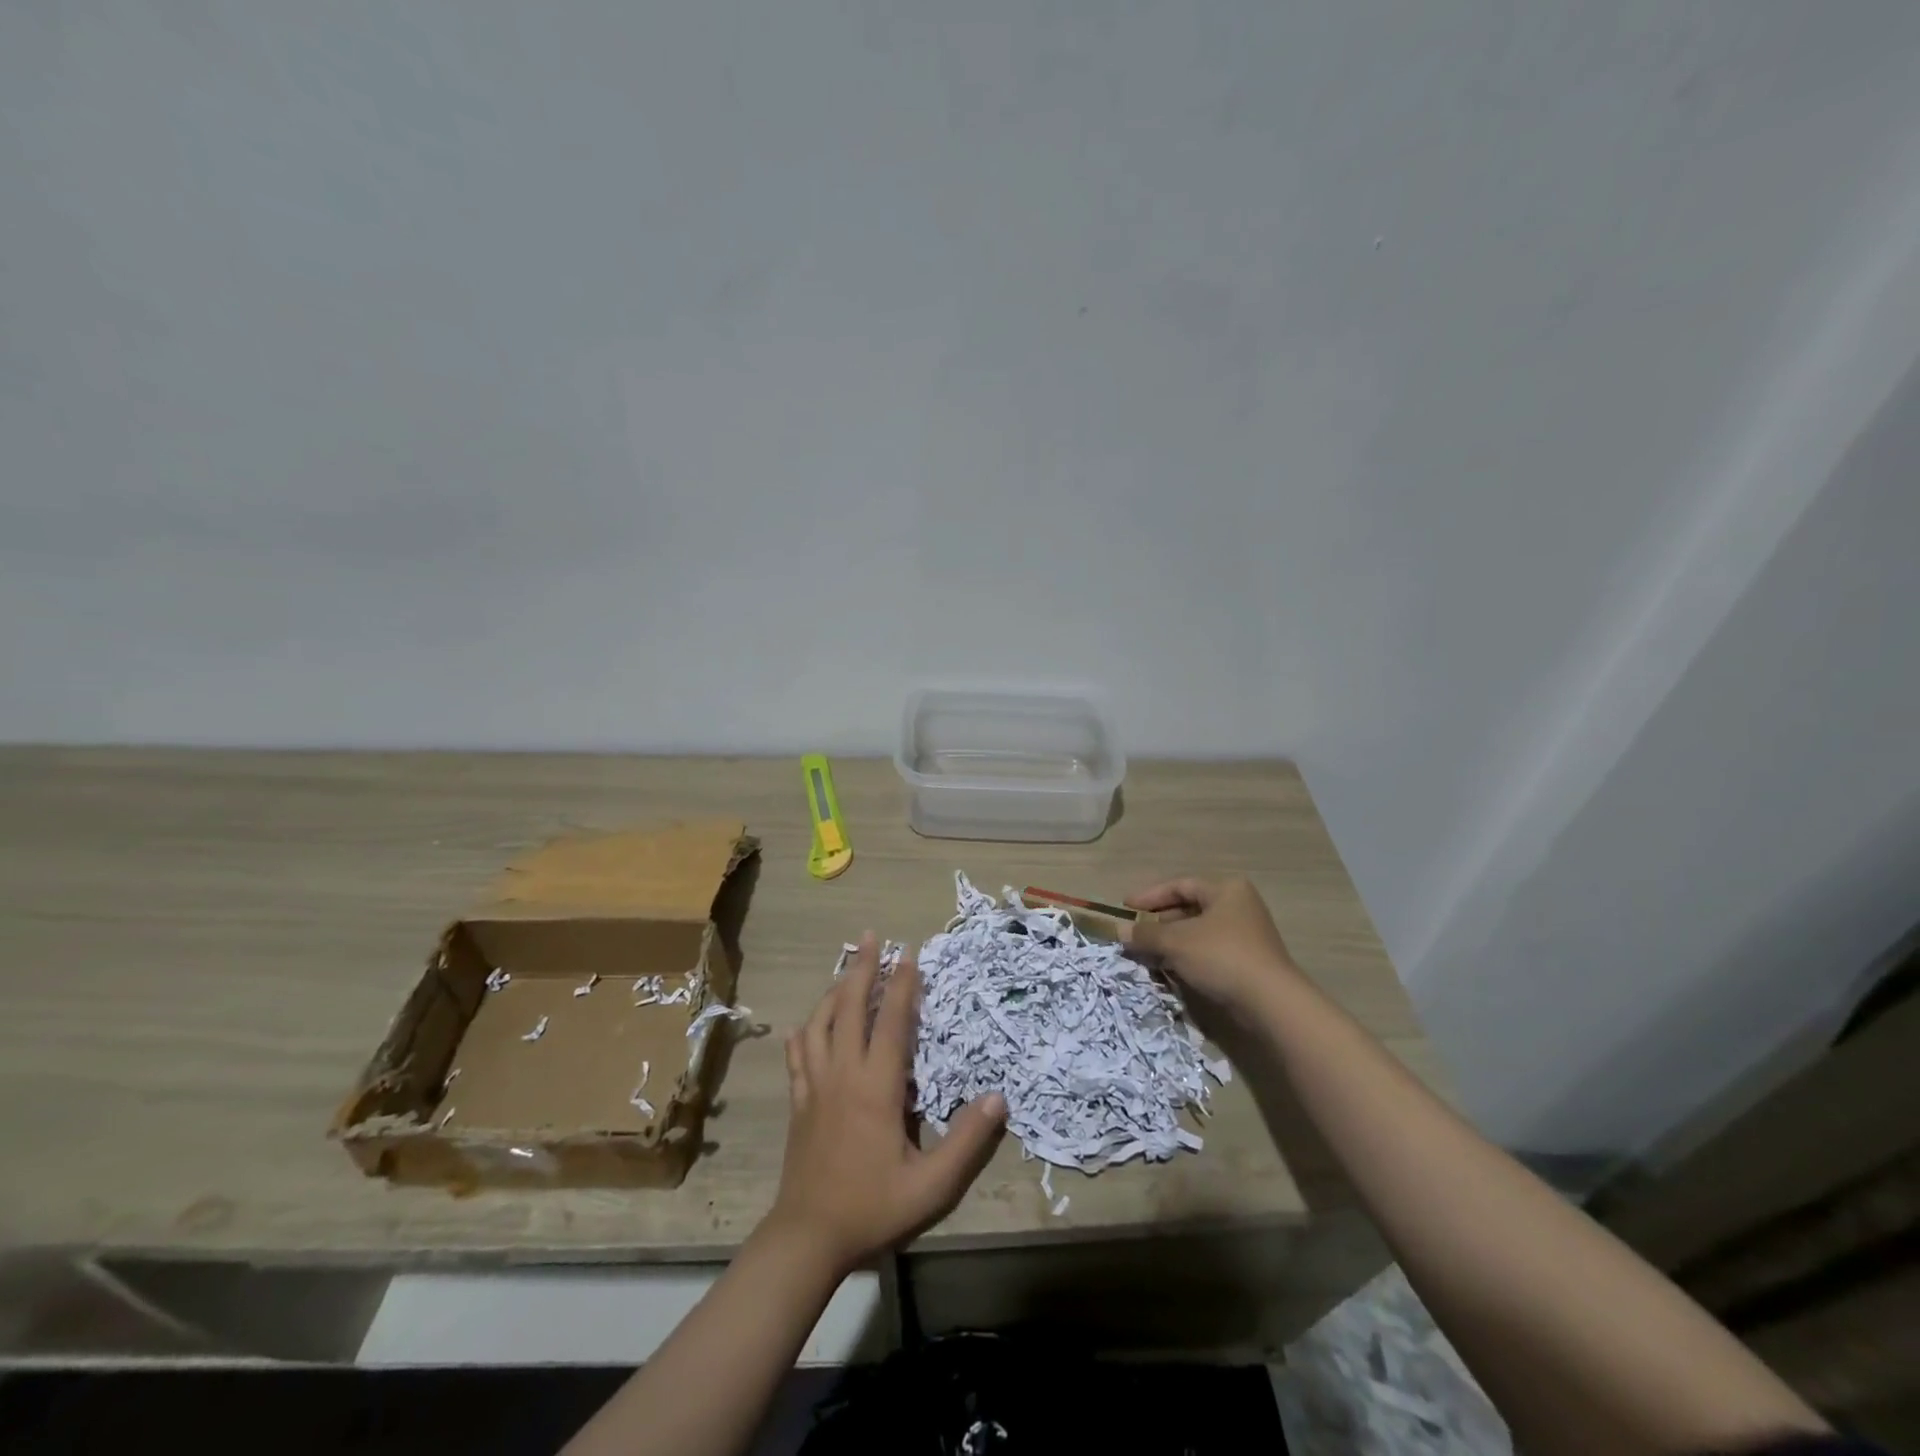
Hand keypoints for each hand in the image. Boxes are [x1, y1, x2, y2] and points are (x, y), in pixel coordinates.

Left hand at [767, 933, 1006, 1276]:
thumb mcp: (931, 1184)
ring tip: (847, 971)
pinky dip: (805, 1032)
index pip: (891, 1023)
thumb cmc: (872, 1207)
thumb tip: (998, 1098)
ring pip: (819, 1024)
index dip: (902, 986)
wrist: (807, 1238)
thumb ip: (966, 1141)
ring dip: (834, 992)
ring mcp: (814, 1086)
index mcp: (875, 1088)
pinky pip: (797, 1055)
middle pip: (850, 1008)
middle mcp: (842, 1075)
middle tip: (871, 937)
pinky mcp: (798, 1102)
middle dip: (862, 968)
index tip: (909, 954)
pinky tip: (807, 1026)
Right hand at [1126, 876, 1301, 1021]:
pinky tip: (1169, 968)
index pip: (1180, 885)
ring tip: (1145, 952)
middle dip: (1159, 921)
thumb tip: (1119, 931)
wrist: (1271, 1003)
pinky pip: (1209, 951)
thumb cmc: (1222, 957)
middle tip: (1134, 933)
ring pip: (1198, 932)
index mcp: (1226, 890)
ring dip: (1171, 941)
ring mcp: (1246, 935)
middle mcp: (1239, 906)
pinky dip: (1187, 956)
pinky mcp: (1248, 961)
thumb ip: (1146, 934)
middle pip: (1189, 908)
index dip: (1149, 896)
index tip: (1125, 908)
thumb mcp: (1177, 942)